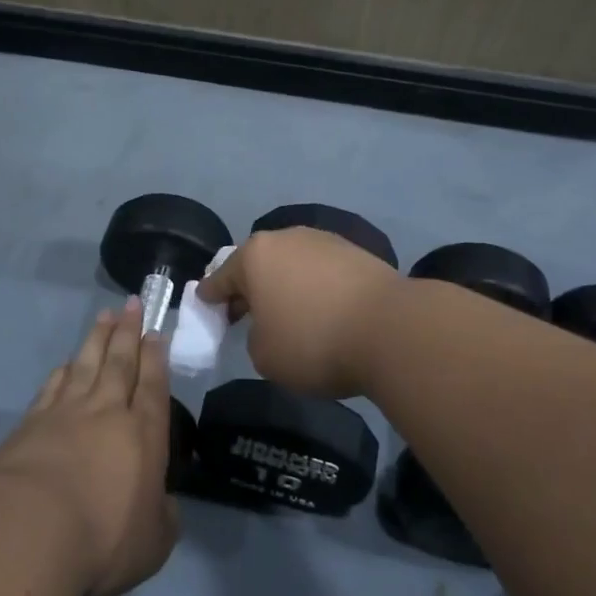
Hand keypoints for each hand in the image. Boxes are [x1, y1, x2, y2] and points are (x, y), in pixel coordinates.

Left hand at [0, 302, 178, 595]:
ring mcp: (66, 412)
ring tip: (104, 316)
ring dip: (97, 338)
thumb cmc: (104, 538)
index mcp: (143, 434)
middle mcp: (107, 412)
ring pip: (86, 364)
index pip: (153, 385)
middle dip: (128, 331)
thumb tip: (164, 504)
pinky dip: (63, 370)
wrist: (33, 530)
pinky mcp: (32, 422)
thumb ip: (163, 518)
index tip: (156, 331)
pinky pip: (53, 386)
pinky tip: (67, 362)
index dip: (156, 357)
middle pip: (120, 362)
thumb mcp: (153, 543)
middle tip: (132, 304)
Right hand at [196, 229, 400, 399]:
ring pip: (292, 263)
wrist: (391, 329)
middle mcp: (286, 238)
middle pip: (258, 264)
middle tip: (243, 312)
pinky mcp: (356, 252)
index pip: (221, 277)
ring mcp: (324, 241)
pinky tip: (321, 307)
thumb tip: (273, 325)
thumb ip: (255, 337)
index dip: (210, 294)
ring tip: (288, 311)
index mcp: (255, 257)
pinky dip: (315, 286)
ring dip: (285, 284)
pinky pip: (321, 270)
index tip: (204, 302)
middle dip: (249, 286)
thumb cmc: (314, 342)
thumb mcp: (265, 356)